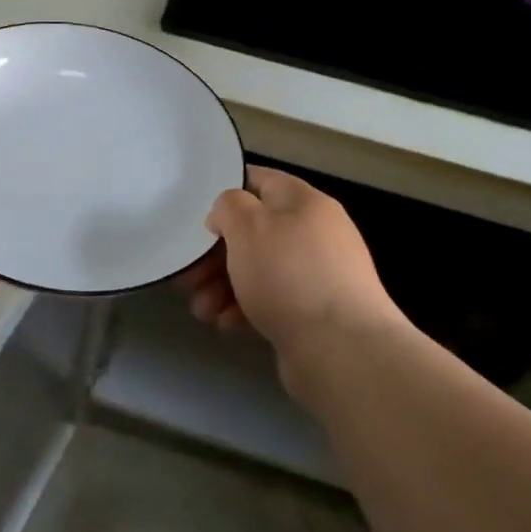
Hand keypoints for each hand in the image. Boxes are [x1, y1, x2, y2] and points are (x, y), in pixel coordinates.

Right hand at [186, 166, 402, 360]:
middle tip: (188, 275)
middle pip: (254, 232)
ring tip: (202, 310)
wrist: (342, 351)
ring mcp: (317, 276)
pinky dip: (244, 310)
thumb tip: (227, 216)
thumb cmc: (289, 275)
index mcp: (304, 202)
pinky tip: (226, 325)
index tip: (195, 214)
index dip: (225, 192)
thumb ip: (228, 206)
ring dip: (223, 286)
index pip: (259, 180)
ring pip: (257, 270)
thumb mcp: (247, 225)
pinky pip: (270, 302)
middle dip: (215, 254)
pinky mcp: (313, 314)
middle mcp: (315, 234)